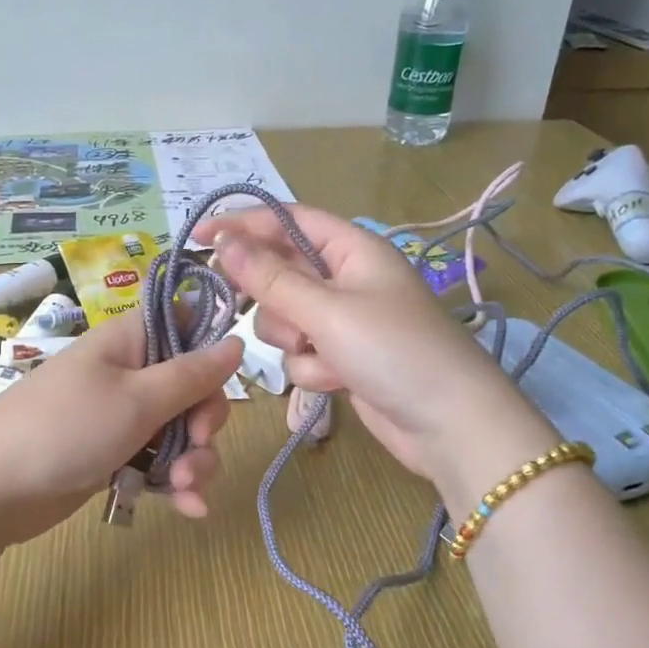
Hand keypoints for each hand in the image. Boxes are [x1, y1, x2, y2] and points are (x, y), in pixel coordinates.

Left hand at [0, 313, 243, 542]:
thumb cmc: (66, 429)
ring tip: (185, 489)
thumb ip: (192, 374)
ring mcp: (119, 417)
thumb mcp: (138, 399)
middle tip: (197, 448)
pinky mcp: (112, 456)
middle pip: (191, 389)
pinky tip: (190, 509)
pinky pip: (157, 462)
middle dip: (204, 424)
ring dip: (194, 461)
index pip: (186, 328)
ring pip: (179, 432)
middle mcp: (127, 374)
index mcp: (130, 342)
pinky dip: (175, 483)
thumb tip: (235, 340)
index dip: (210, 355)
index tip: (216, 388)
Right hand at [197, 204, 549, 485]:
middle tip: (258, 312)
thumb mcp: (327, 310)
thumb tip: (223, 241)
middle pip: (281, 273)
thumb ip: (270, 277)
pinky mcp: (342, 358)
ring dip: (294, 341)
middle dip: (272, 300)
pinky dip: (311, 369)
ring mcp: (344, 322)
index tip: (198, 238)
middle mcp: (346, 279)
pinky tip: (338, 382)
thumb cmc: (394, 351)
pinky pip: (301, 354)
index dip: (243, 224)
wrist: (449, 426)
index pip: (288, 221)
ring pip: (285, 320)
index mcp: (353, 249)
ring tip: (321, 356)